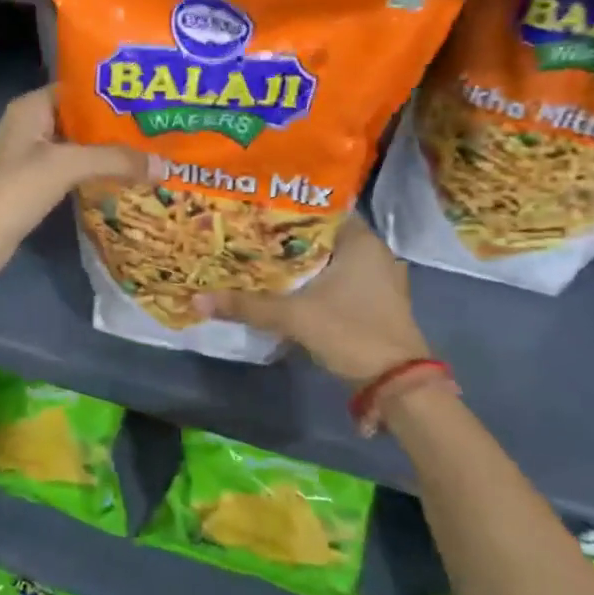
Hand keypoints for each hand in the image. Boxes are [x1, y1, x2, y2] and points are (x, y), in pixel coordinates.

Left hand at [0, 88, 149, 283]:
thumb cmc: (13, 189)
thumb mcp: (66, 166)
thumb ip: (115, 160)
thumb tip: (164, 165)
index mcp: (33, 107)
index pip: (80, 88)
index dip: (115, 91)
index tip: (153, 97)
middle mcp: (32, 126)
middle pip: (83, 119)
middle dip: (119, 126)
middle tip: (162, 129)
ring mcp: (32, 157)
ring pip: (80, 148)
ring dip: (110, 153)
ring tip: (153, 154)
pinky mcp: (35, 185)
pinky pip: (73, 172)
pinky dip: (96, 175)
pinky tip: (127, 181)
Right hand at [192, 217, 430, 383]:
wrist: (396, 384)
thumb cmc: (351, 332)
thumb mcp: (294, 316)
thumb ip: (247, 305)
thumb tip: (197, 299)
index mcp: (361, 241)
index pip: (319, 209)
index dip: (285, 210)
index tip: (253, 212)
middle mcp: (373, 253)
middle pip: (320, 237)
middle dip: (286, 239)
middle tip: (248, 236)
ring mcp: (377, 279)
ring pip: (328, 261)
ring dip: (299, 263)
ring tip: (259, 260)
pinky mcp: (374, 302)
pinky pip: (337, 281)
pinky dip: (313, 282)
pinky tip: (286, 288)